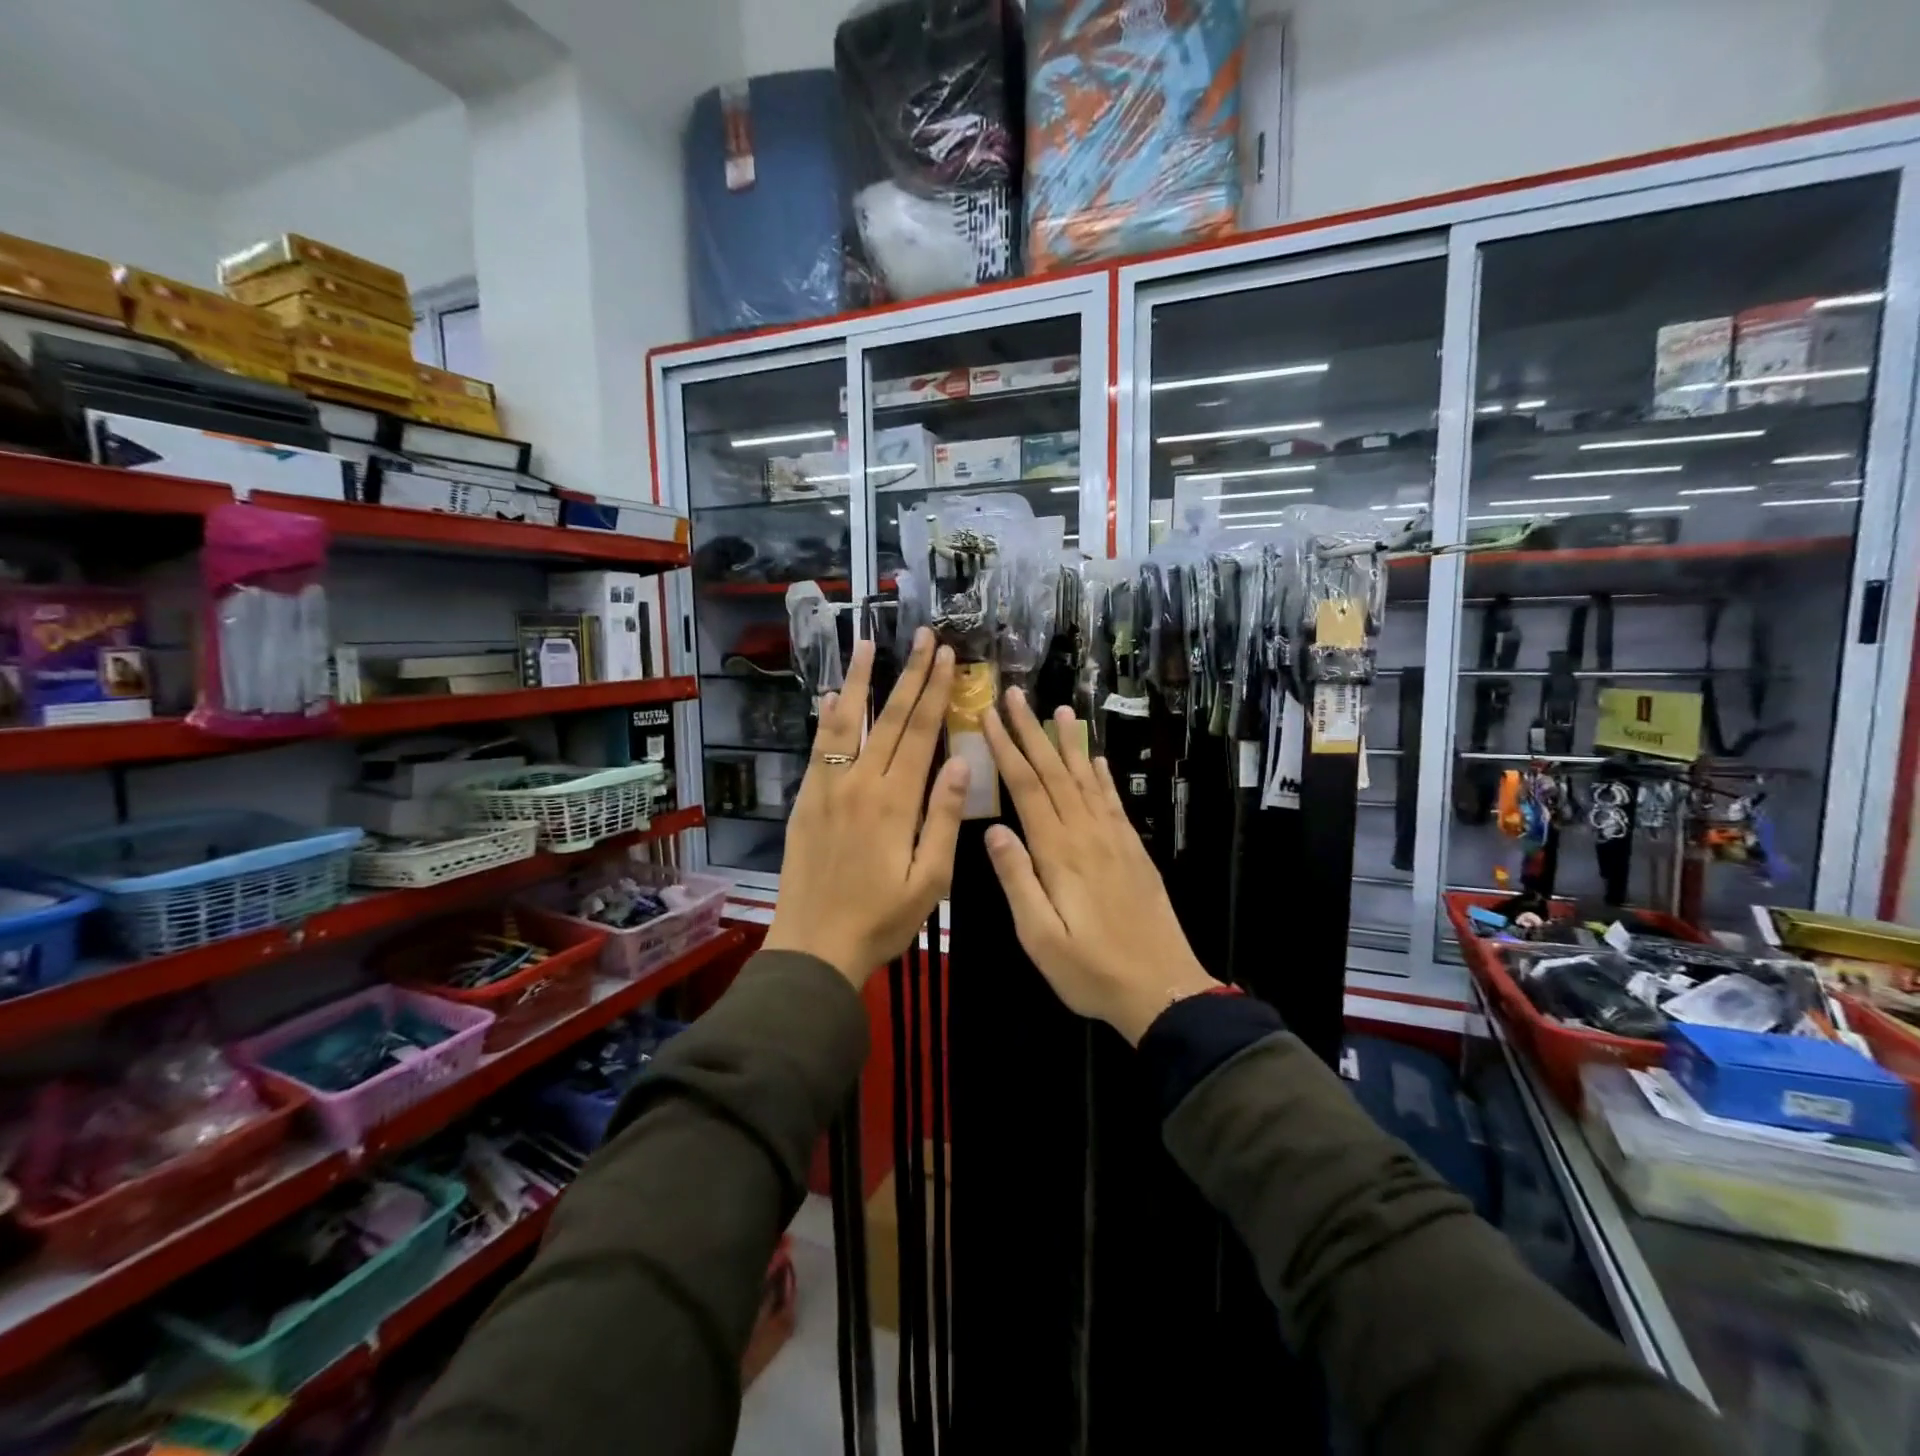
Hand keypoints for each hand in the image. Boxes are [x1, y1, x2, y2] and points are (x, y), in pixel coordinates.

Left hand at [763, 629, 969, 988]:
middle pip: (890, 717)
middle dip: (910, 674)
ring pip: (846, 721)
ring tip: (866, 644)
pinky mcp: (807, 798)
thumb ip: (944, 817)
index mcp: (895, 800)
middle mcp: (860, 781)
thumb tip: (961, 761)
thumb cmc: (881, 919)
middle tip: (924, 636)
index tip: (947, 657)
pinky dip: (828, 715)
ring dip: (860, 680)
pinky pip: (819, 745)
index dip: (937, 691)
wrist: (814, 945)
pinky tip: (833, 694)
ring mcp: (828, 786)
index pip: (922, 732)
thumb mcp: (930, 879)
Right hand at [980, 690, 1218, 1043]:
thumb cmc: (1091, 970)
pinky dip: (1102, 774)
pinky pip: (1113, 801)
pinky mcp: (1133, 850)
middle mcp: (1087, 834)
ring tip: (1061, 710)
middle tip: (1015, 695)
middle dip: (1032, 731)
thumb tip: (994, 830)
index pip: (1027, 787)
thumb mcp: (1040, 937)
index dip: (1006, 749)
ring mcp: (1115, 839)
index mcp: (1059, 852)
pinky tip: (1095, 758)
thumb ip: (1017, 880)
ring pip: (1086, 778)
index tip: (988, 716)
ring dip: (1069, 743)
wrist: (1162, 988)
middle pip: (1054, 772)